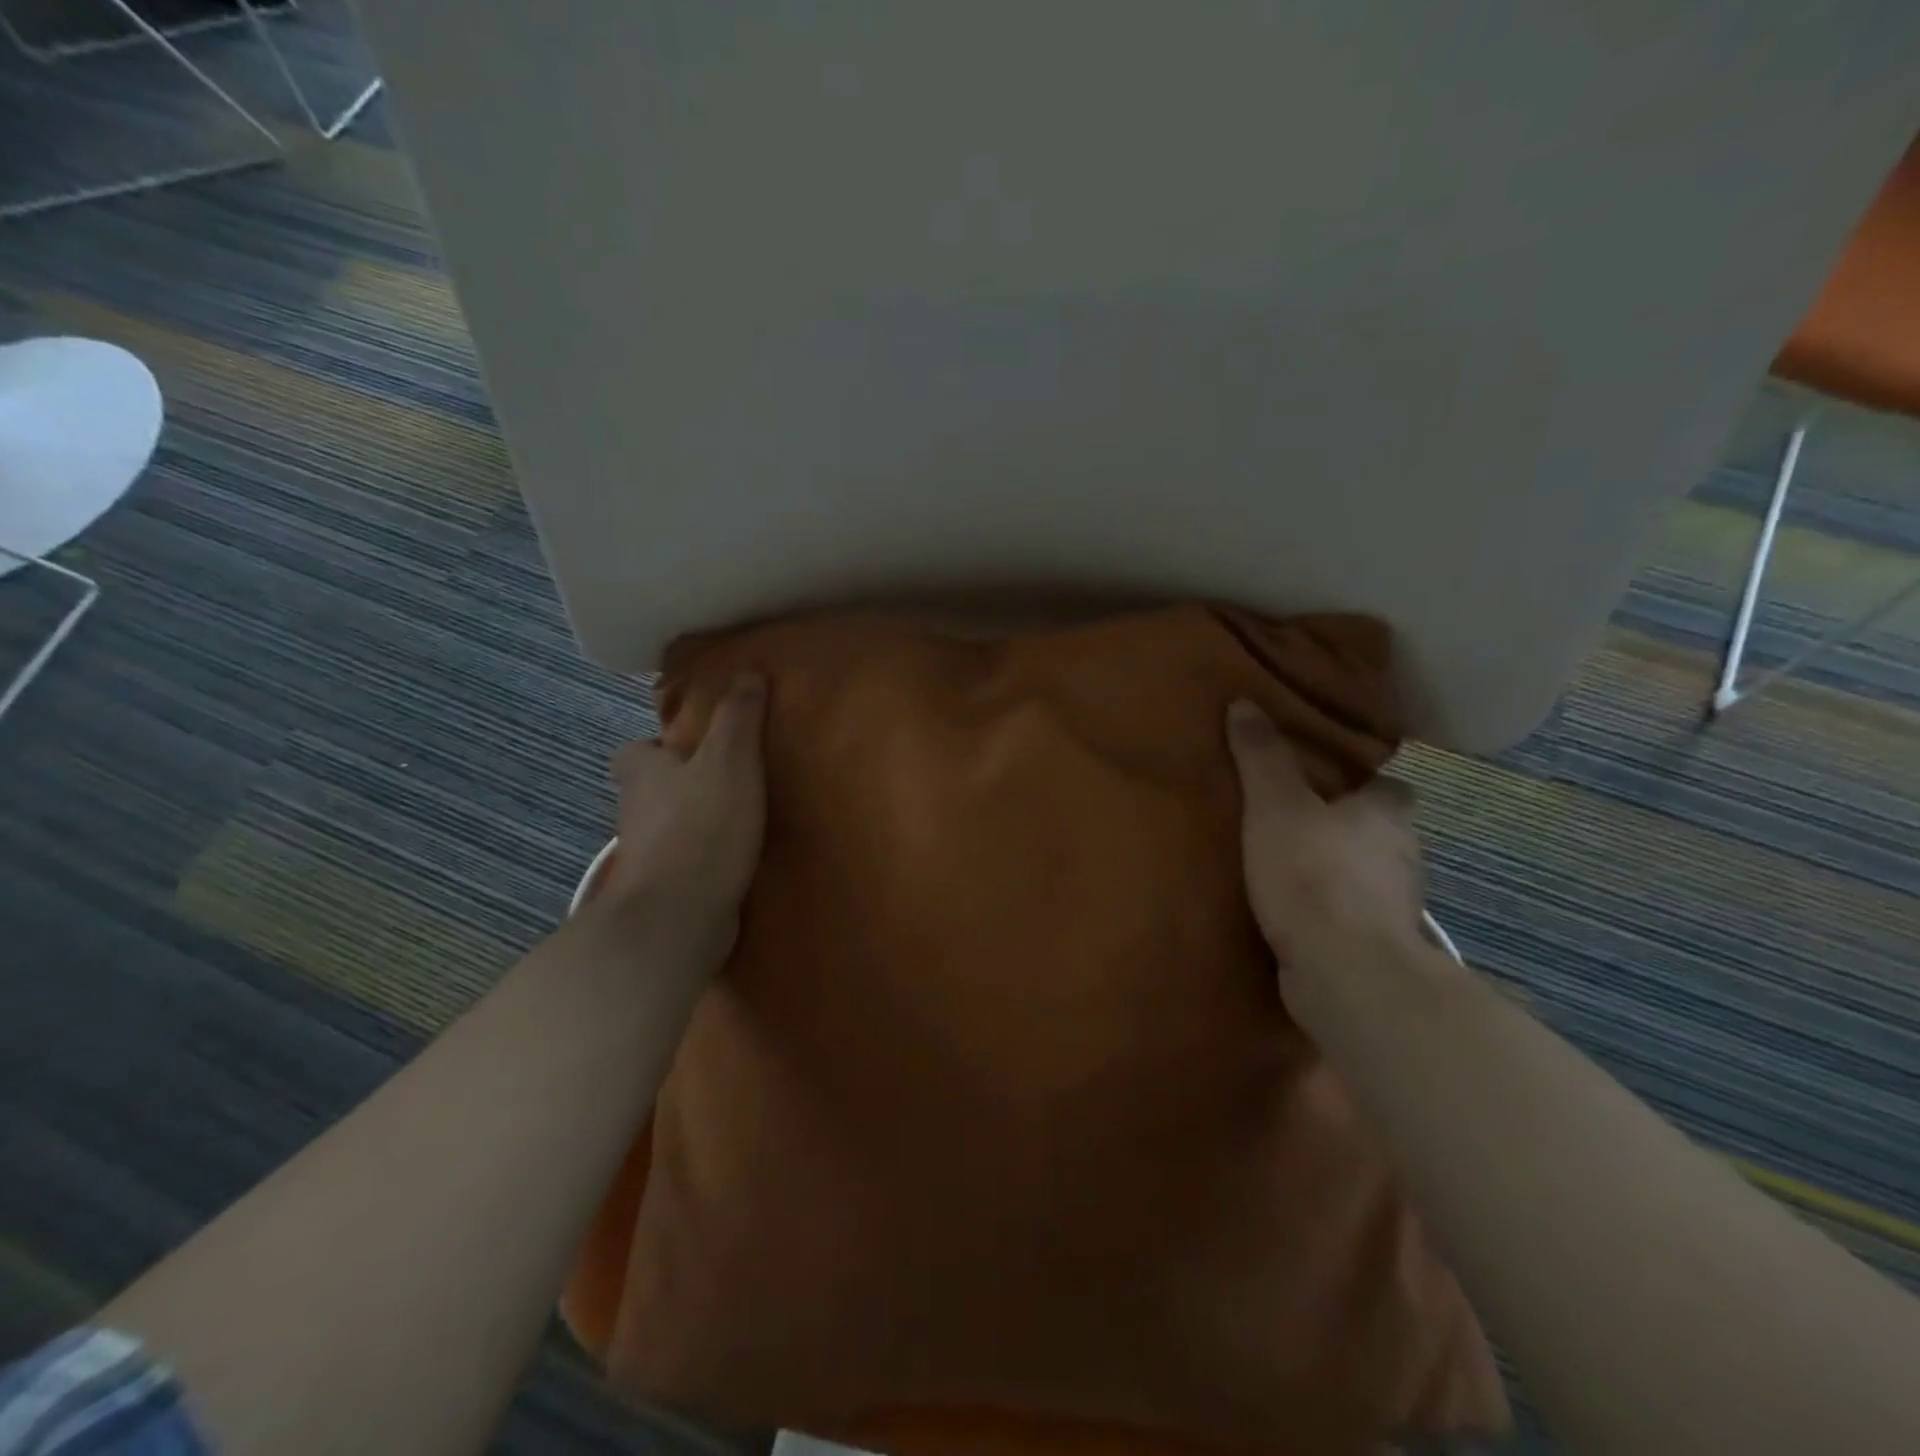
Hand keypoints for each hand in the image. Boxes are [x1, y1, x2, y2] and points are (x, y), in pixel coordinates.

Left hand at [604, 674, 767, 958]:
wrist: (679, 915)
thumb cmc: (703, 825)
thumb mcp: (730, 758)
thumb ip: (739, 716)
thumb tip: (747, 671)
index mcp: (643, 772)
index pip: (634, 751)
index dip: (657, 745)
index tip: (689, 746)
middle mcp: (635, 811)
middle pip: (649, 790)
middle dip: (677, 784)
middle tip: (724, 780)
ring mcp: (646, 855)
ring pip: (665, 827)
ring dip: (691, 821)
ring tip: (738, 818)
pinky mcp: (663, 889)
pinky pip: (682, 862)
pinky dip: (701, 857)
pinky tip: (734, 858)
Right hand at [1225, 699, 1426, 969]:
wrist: (1344, 970)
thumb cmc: (1313, 872)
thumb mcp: (1274, 804)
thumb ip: (1261, 756)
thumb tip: (1245, 702)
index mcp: (1388, 814)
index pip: (1388, 787)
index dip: (1361, 782)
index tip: (1326, 782)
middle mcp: (1404, 855)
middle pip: (1381, 832)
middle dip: (1348, 828)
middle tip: (1297, 821)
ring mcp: (1397, 906)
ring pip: (1370, 876)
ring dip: (1341, 872)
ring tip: (1289, 867)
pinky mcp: (1379, 946)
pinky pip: (1355, 916)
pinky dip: (1334, 912)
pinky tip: (1297, 913)